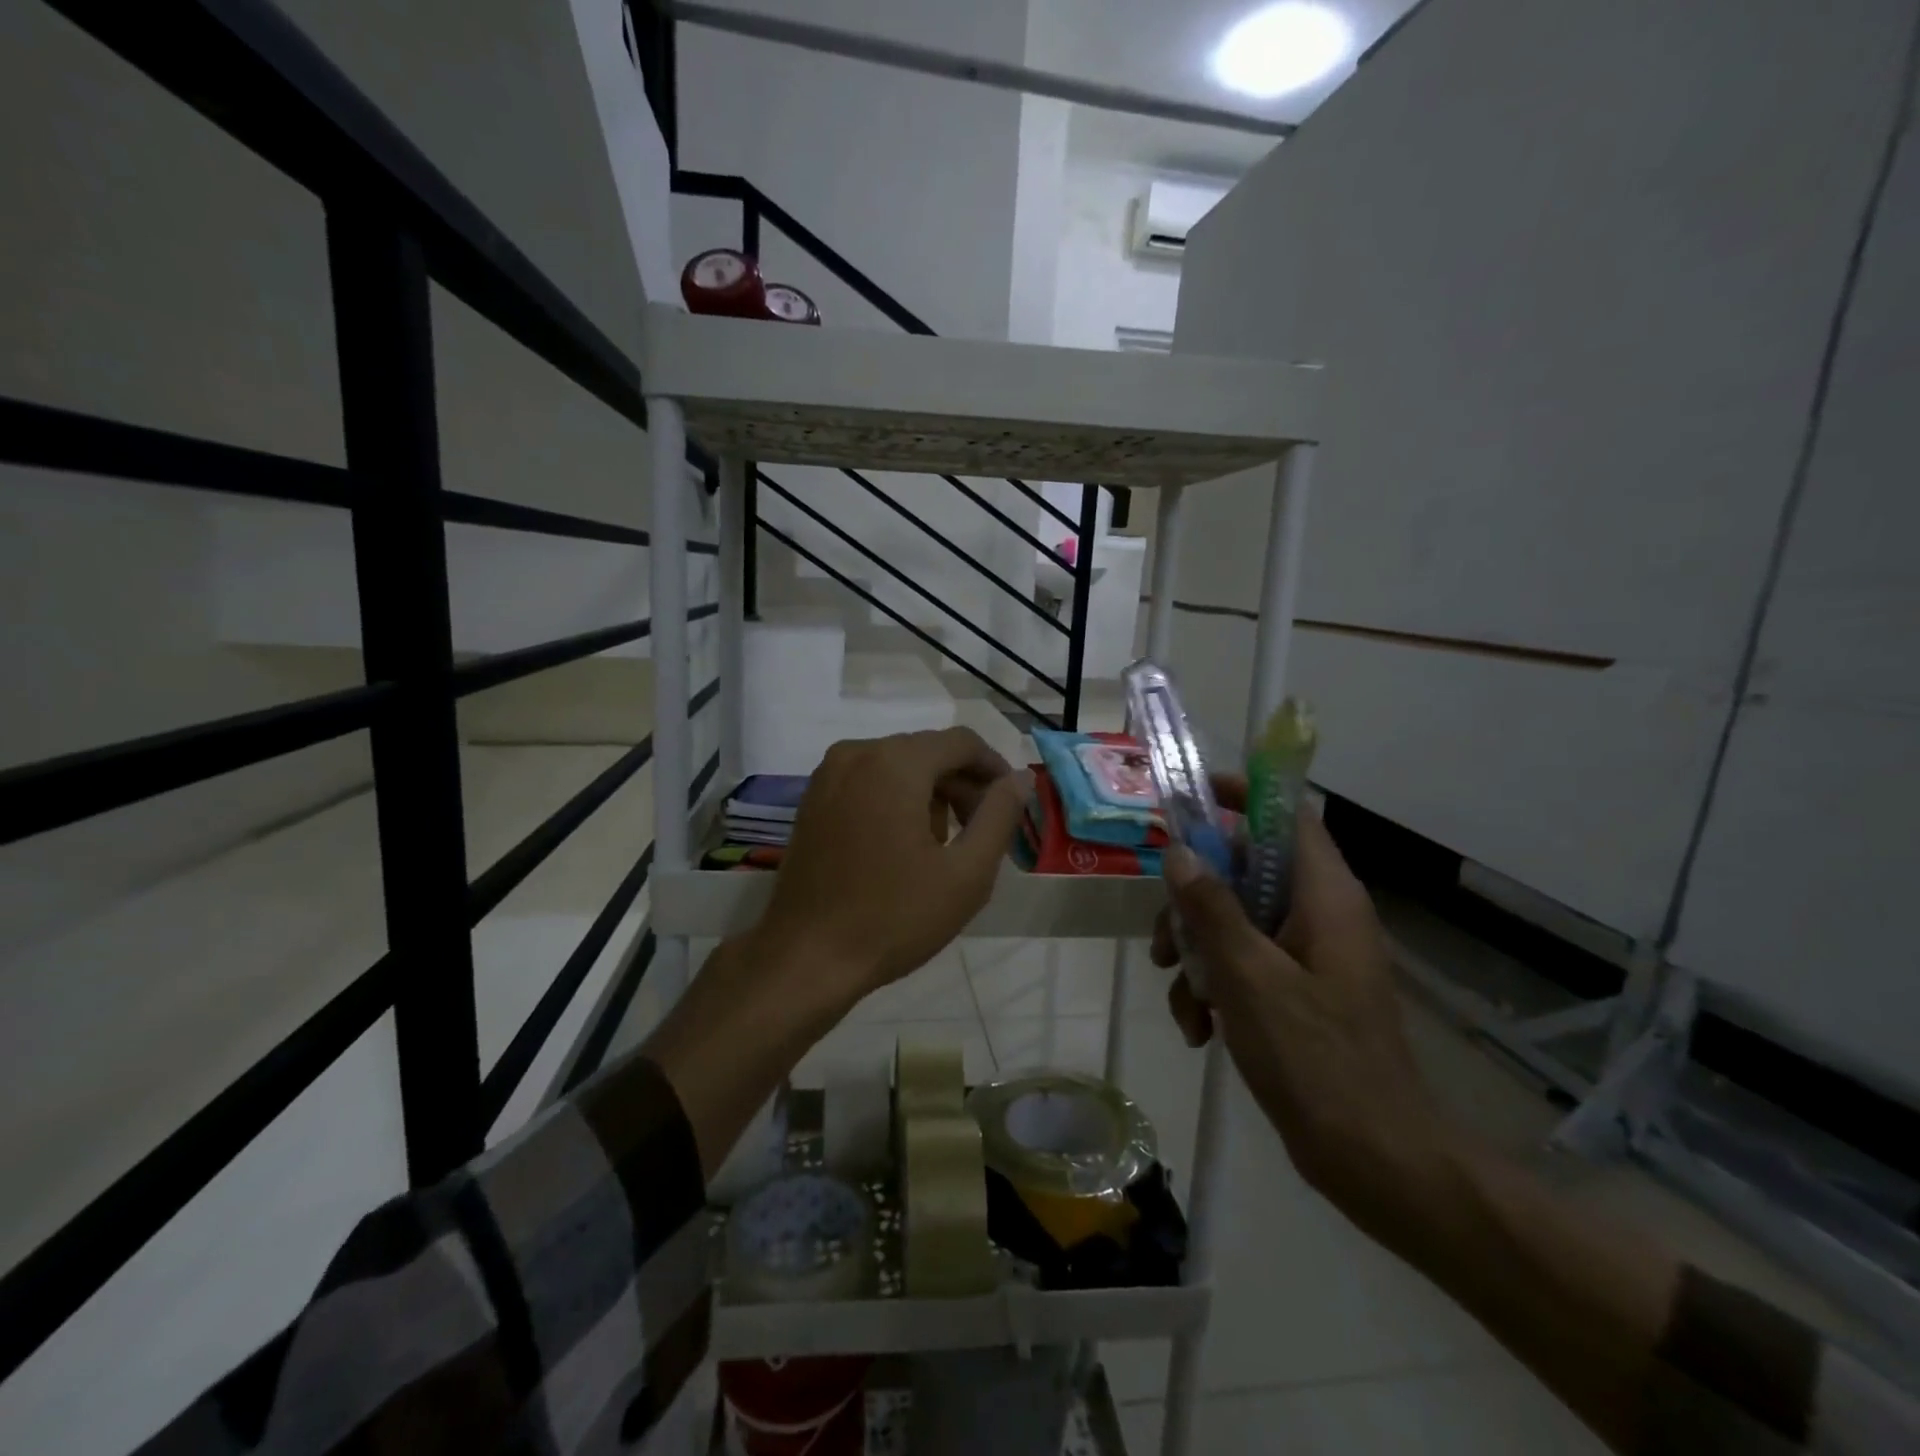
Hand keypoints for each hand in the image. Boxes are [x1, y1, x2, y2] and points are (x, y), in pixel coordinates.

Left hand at [753, 727, 1028, 1013]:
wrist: (806, 958)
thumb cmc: (894, 917)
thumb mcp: (966, 872)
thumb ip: (1000, 815)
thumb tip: (1021, 778)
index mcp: (895, 762)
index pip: (962, 742)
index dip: (995, 769)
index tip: (1011, 807)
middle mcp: (857, 753)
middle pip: (928, 751)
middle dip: (962, 785)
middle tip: (981, 833)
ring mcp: (828, 775)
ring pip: (898, 766)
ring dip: (930, 794)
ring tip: (943, 847)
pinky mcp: (812, 799)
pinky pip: (869, 781)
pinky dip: (896, 800)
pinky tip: (902, 846)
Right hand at [1151, 786, 1461, 1249]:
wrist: (1376, 1161)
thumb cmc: (1316, 1059)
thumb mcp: (1249, 977)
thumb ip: (1211, 909)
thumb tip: (1180, 853)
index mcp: (1325, 897)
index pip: (1286, 816)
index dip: (1242, 795)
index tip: (1190, 798)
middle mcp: (1319, 915)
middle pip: (1245, 871)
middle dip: (1195, 901)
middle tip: (1165, 937)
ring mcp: (1308, 955)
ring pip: (1235, 920)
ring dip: (1197, 951)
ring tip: (1180, 998)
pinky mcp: (1297, 991)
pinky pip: (1244, 964)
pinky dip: (1215, 987)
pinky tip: (1198, 1029)